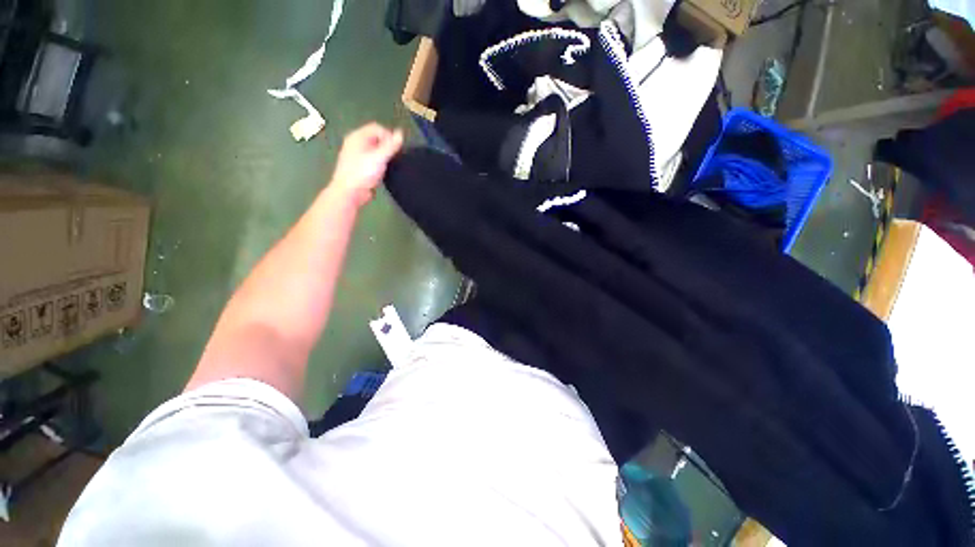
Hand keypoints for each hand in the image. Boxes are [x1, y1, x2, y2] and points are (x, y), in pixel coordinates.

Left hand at [329, 123, 403, 206]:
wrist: (350, 192)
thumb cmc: (363, 172)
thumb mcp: (379, 157)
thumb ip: (391, 146)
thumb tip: (401, 133)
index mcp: (357, 136)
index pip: (377, 128)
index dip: (389, 136)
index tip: (397, 149)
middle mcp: (356, 143)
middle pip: (376, 138)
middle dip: (387, 146)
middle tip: (395, 157)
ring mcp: (357, 155)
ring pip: (375, 150)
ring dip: (384, 155)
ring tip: (390, 165)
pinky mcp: (360, 167)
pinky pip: (373, 160)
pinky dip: (380, 163)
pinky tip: (384, 171)